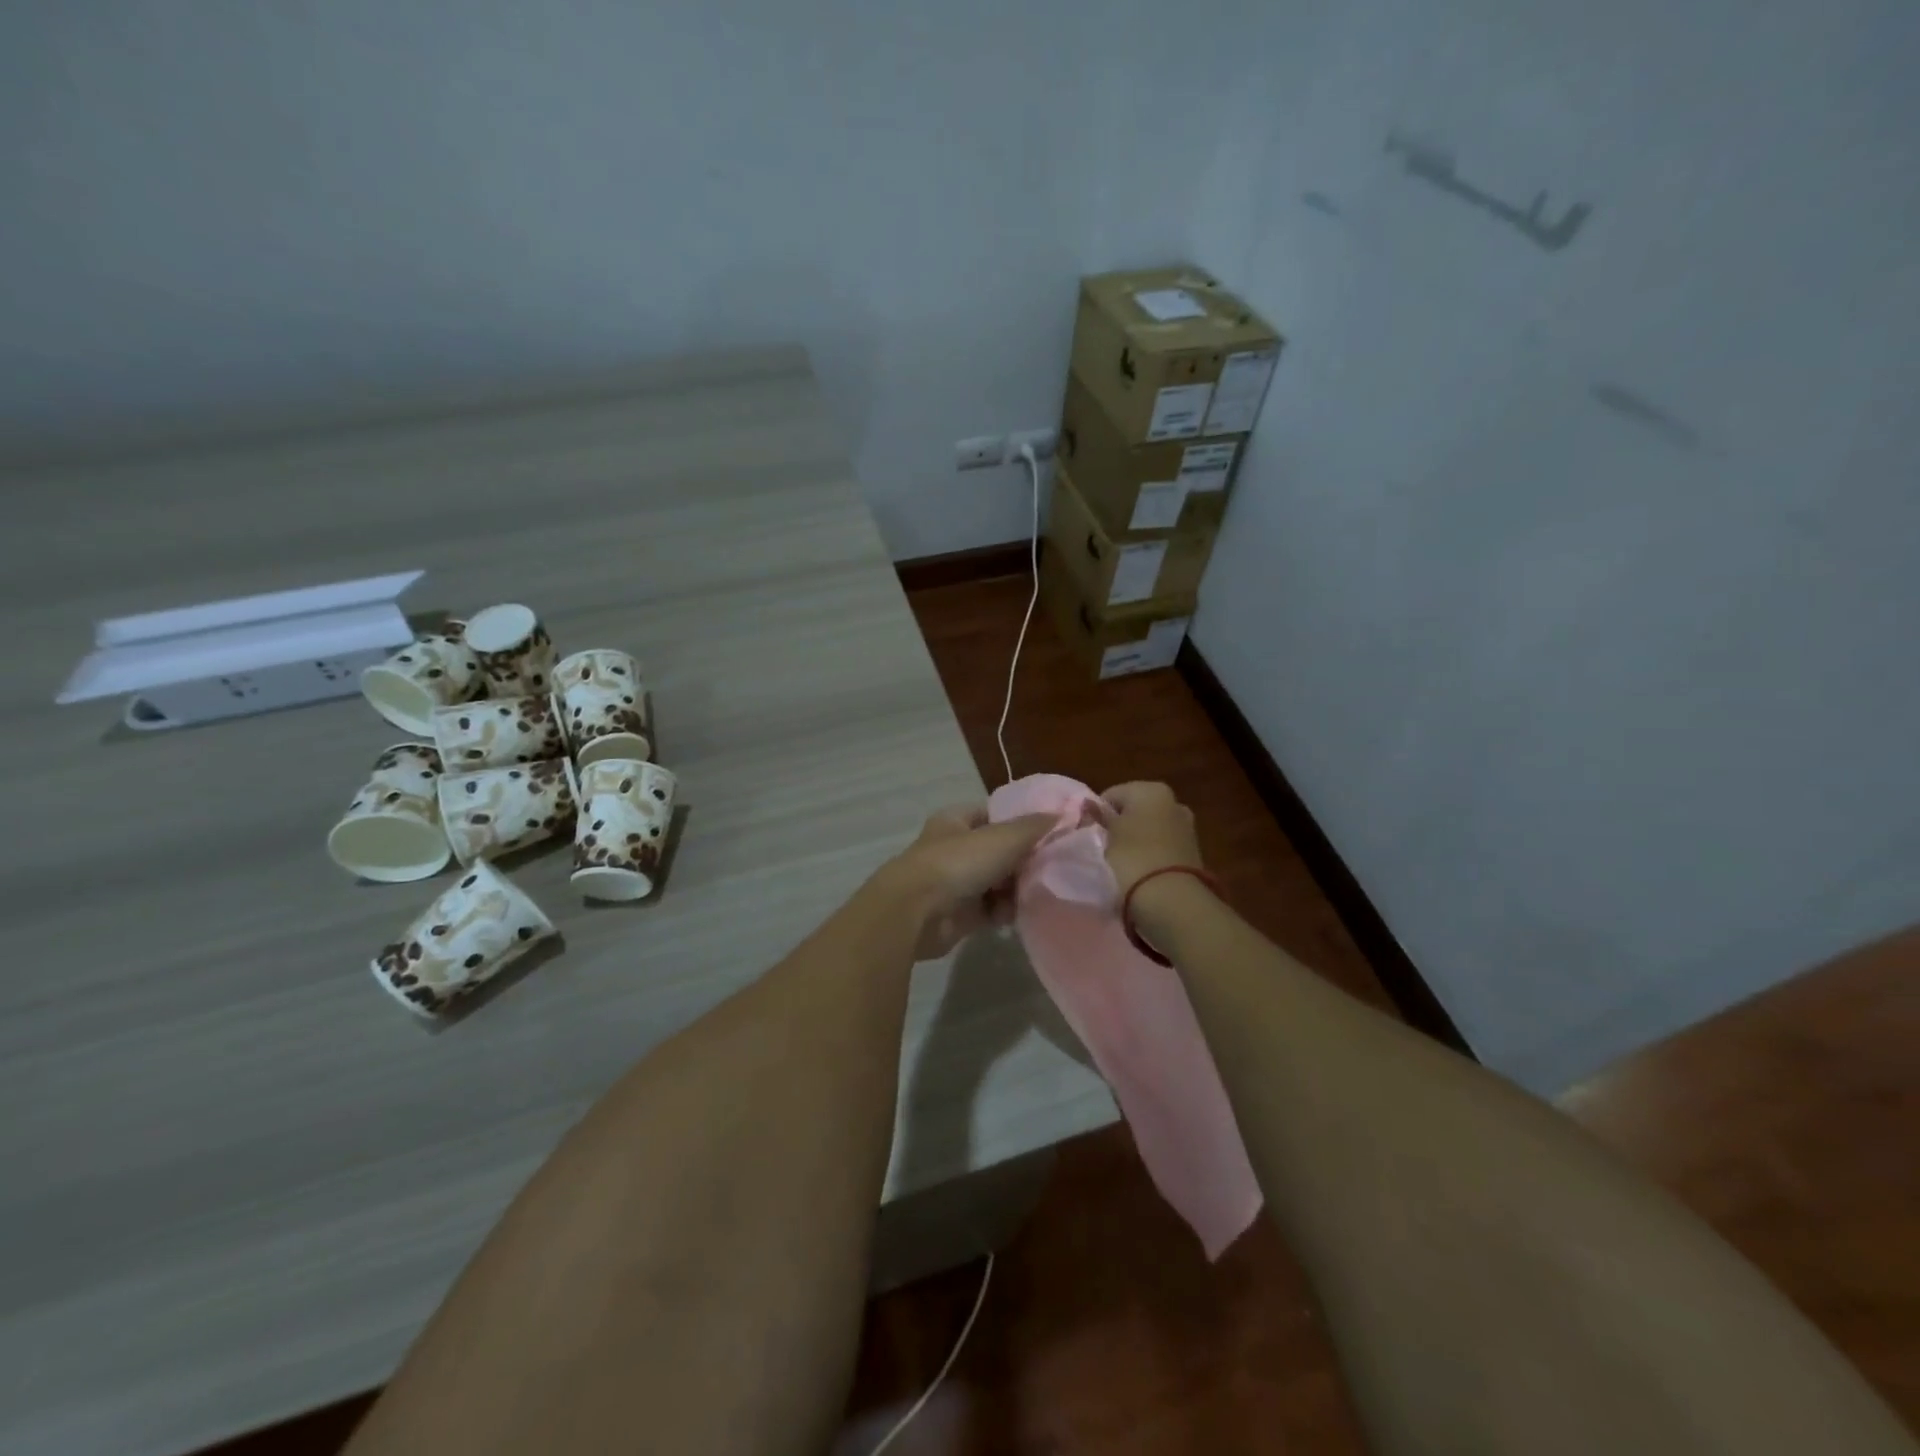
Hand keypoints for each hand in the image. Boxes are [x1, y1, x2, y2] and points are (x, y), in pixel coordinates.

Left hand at [875, 807, 1053, 960]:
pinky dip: (1006, 912)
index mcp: (957, 820)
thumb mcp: (1002, 837)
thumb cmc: (958, 863)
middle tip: (1054, 865)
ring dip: (1018, 888)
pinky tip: (1023, 913)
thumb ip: (1033, 827)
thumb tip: (1061, 814)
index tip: (1052, 831)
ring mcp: (956, 883)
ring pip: (998, 882)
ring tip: (1042, 890)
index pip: (994, 814)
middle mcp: (955, 849)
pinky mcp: (961, 915)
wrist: (917, 913)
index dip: (1021, 820)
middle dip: (1025, 859)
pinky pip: (992, 910)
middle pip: (999, 850)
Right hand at [1097, 781, 1203, 898]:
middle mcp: (1173, 802)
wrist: (1172, 901)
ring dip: (1135, 843)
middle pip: (1133, 811)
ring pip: (1148, 830)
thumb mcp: (1105, 837)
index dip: (1097, 815)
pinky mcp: (1192, 852)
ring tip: (1121, 866)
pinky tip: (1140, 873)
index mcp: (1150, 790)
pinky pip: (1161, 848)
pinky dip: (1150, 856)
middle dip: (1119, 827)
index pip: (1110, 796)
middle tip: (1104, 850)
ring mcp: (1186, 827)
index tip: (1089, 836)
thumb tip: (1091, 807)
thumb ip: (1098, 818)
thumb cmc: (1131, 859)